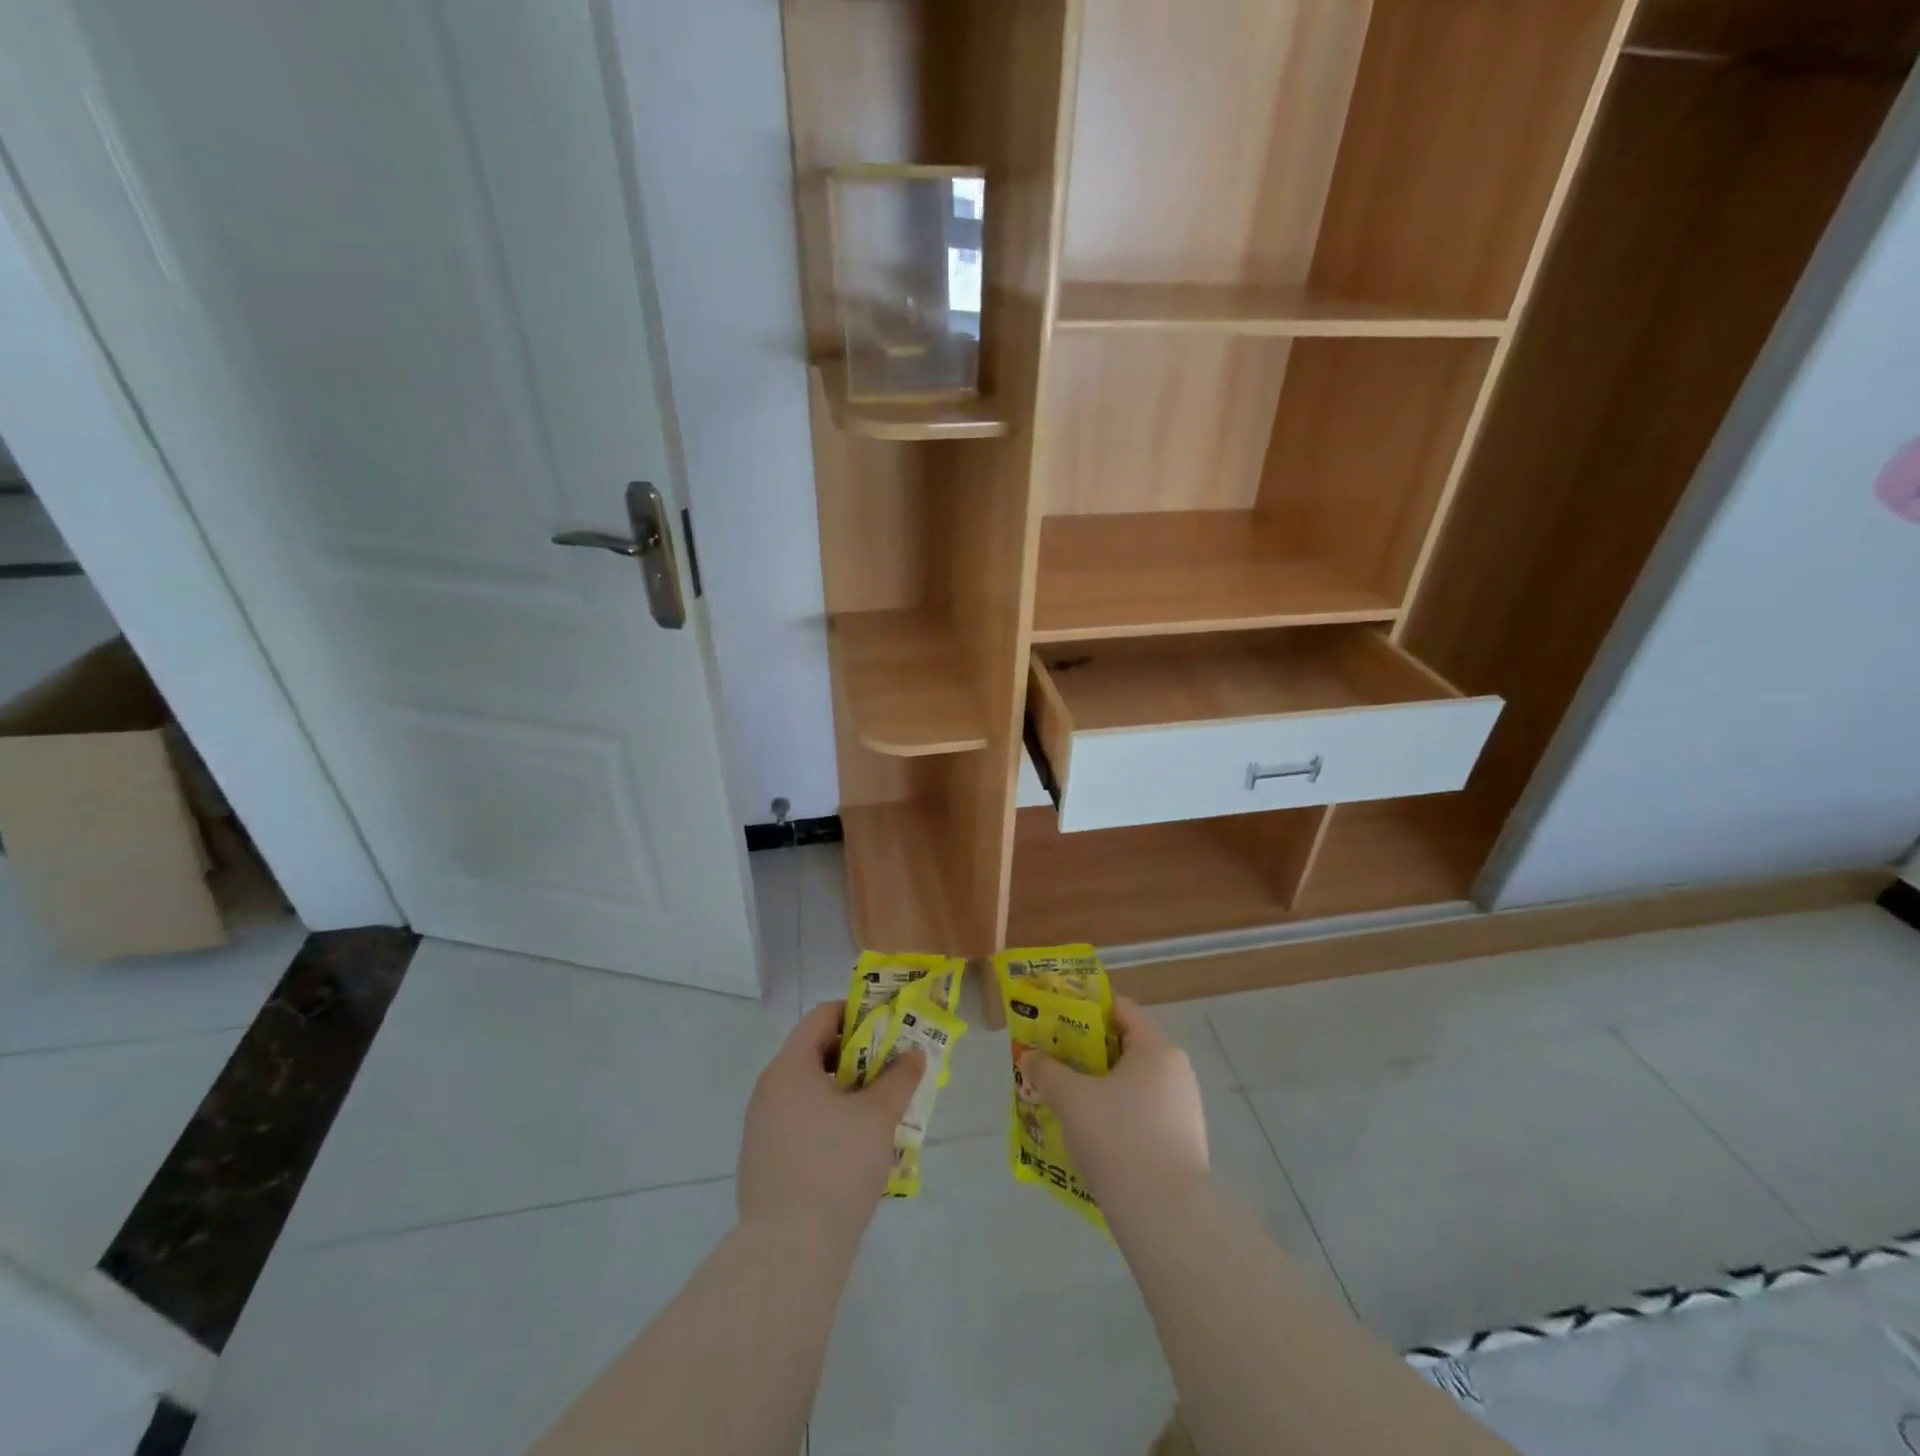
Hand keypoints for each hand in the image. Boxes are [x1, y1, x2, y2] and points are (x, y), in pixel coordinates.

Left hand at [737, 1001, 923, 1240]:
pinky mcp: (763, 1160)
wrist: (789, 1251)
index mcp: (790, 1067)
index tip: (888, 1025)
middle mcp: (769, 1089)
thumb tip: (915, 1053)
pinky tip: (854, 1146)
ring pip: (809, 1091)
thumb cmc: (835, 1166)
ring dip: (844, 1091)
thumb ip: (899, 1078)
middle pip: (815, 1053)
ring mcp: (761, 1127)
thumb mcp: (878, 1117)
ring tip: (880, 1108)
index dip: (858, 1014)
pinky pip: (799, 1122)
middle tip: (891, 1068)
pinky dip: (827, 1119)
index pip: (822, 1017)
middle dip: (857, 1056)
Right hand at [1019, 998, 1208, 1213]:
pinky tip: (1093, 1137)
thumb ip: (1046, 1070)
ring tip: (1067, 1102)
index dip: (1084, 1010)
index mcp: (1156, 1048)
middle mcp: (1176, 1070)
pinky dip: (1117, 1115)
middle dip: (1087, 1054)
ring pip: (1133, 1083)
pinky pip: (1143, 1113)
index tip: (1055, 1023)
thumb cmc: (1119, 1140)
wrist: (1167, 1218)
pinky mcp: (1184, 1142)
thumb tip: (1029, 1056)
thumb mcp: (1072, 1100)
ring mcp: (1184, 1108)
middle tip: (1054, 1064)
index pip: (1119, 1009)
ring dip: (1100, 1087)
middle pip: (1125, 1046)